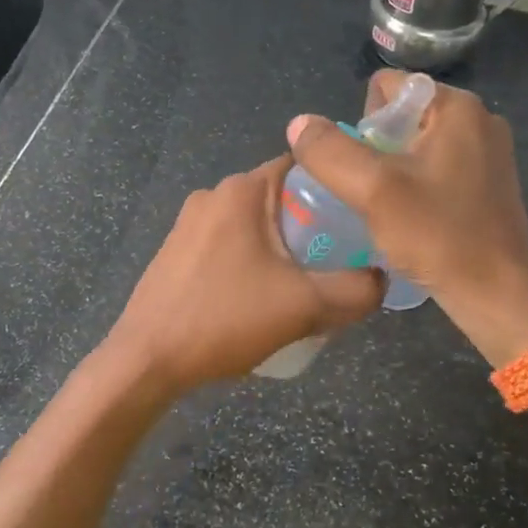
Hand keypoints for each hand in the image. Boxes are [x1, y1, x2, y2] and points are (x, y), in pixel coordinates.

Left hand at [103, 157, 383, 396]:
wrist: (147, 360)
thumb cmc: (225, 319)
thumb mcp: (305, 306)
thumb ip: (357, 290)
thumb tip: (380, 279)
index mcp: (242, 191)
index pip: (303, 166)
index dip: (337, 187)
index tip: (361, 217)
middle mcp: (212, 195)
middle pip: (280, 198)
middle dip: (312, 225)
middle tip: (340, 260)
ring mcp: (188, 223)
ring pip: (253, 224)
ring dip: (281, 247)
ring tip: (304, 284)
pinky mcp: (175, 252)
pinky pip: (228, 244)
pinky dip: (251, 260)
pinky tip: (260, 298)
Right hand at [286, 71, 527, 363]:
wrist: (496, 294)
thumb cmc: (437, 235)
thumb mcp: (372, 190)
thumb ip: (329, 151)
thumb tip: (299, 123)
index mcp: (458, 106)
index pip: (387, 87)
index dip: (362, 124)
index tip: (368, 169)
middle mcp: (480, 118)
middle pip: (401, 116)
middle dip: (377, 150)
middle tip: (376, 194)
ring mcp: (490, 152)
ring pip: (417, 145)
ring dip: (394, 171)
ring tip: (391, 210)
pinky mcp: (490, 182)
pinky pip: (438, 168)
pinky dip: (418, 186)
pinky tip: (414, 219)